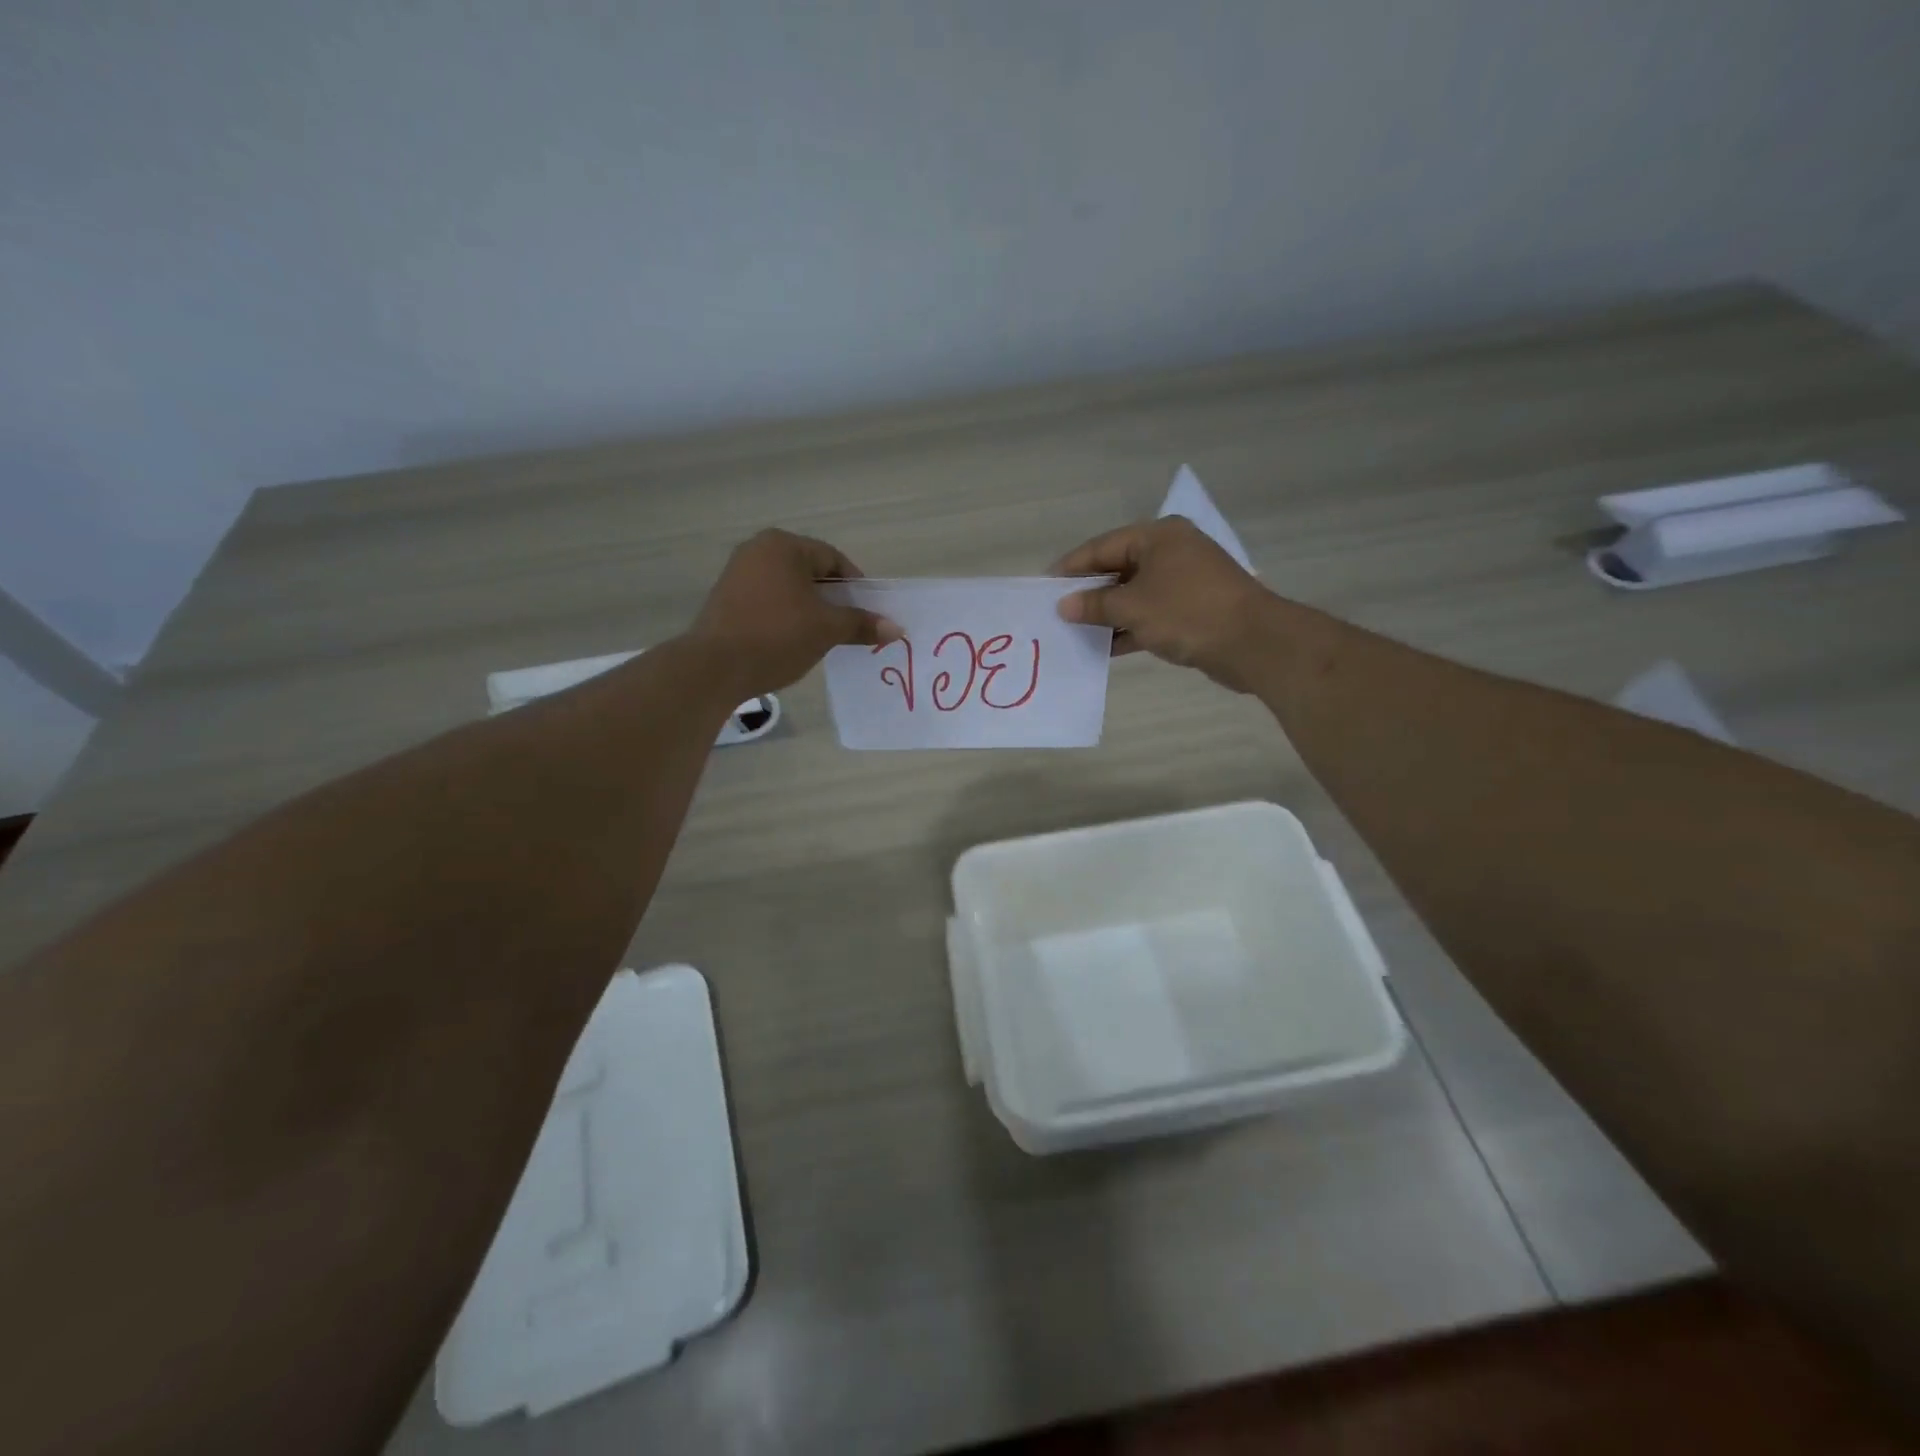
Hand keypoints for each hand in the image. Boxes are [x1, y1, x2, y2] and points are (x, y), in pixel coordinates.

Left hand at [688, 529, 901, 694]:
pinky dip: (785, 616)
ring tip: (822, 637)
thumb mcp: (826, 629)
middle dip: (832, 599)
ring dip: (809, 609)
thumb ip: (861, 624)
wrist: (714, 667)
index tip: (867, 613)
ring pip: (788, 588)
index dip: (855, 586)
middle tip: (848, 627)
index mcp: (783, 545)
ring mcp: (737, 573)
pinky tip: (792, 641)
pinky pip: (768, 601)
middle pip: (809, 571)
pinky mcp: (725, 599)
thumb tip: (896, 629)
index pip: (832, 559)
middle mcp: (757, 550)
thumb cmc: (777, 636)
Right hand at [1052, 518, 1274, 690]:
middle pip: (1118, 568)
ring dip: (1108, 614)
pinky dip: (1130, 627)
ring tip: (1075, 632)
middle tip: (1058, 611)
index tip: (1045, 587)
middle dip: (1089, 592)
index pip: (1102, 546)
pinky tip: (1106, 647)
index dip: (1072, 567)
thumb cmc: (1187, 613)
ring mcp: (1185, 581)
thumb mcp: (1132, 607)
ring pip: (1135, 594)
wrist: (1253, 642)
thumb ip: (1094, 605)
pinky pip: (1151, 614)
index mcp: (1157, 536)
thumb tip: (1064, 606)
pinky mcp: (1194, 609)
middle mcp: (1172, 552)